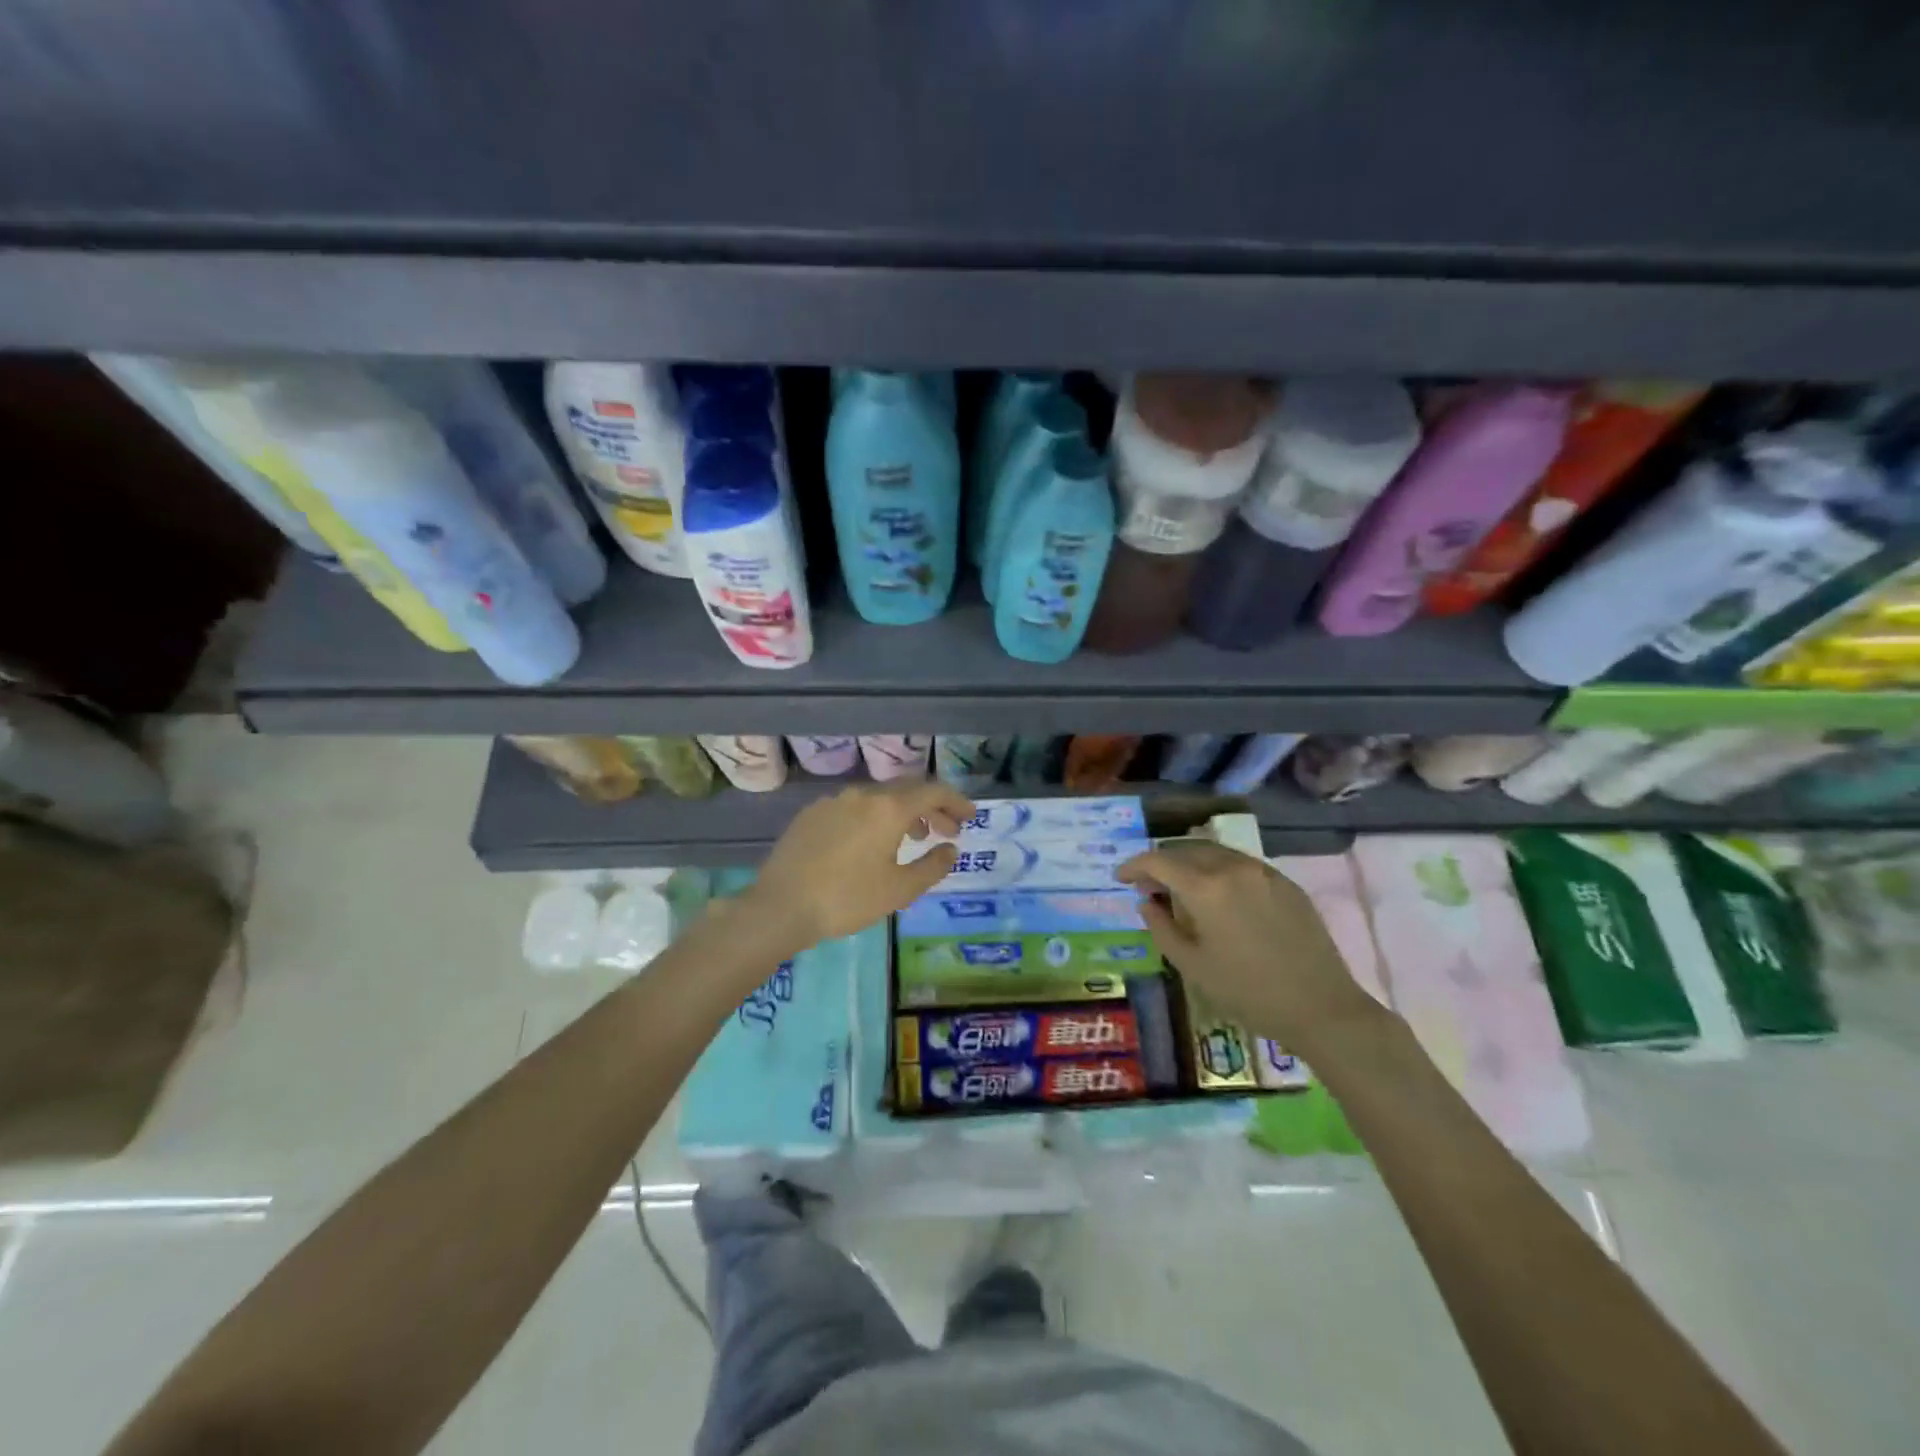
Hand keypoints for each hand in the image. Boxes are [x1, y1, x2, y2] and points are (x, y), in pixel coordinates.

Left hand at [745, 781, 972, 951]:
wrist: (781, 906)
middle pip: (907, 791)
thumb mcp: (900, 890)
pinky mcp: (811, 814)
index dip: (956, 802)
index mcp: (888, 808)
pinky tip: (869, 844)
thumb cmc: (847, 899)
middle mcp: (862, 794)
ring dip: (902, 813)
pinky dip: (873, 818)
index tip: (970, 816)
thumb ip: (932, 866)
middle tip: (946, 830)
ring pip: (878, 798)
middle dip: (931, 808)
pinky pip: (853, 808)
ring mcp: (833, 801)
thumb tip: (950, 849)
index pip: (933, 792)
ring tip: (911, 839)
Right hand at [1116, 840, 1379, 1048]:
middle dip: (1161, 863)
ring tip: (1181, 888)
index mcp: (1205, 887)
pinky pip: (1241, 864)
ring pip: (1215, 852)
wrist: (1321, 1007)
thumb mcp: (1191, 965)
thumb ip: (1161, 927)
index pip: (1158, 861)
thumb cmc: (1247, 992)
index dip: (1134, 866)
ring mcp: (1264, 871)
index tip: (1120, 878)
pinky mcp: (1285, 882)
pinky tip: (1218, 896)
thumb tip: (1146, 901)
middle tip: (1149, 887)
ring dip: (1190, 863)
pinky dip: (1219, 870)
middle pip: (1185, 849)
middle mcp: (1233, 867)